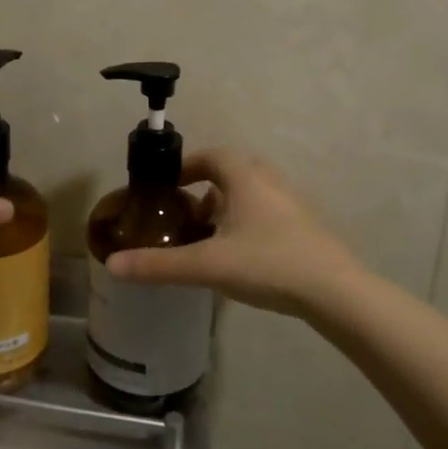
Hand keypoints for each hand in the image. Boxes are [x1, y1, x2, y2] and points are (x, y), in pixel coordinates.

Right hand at [106, 148, 365, 318]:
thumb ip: (159, 265)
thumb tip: (112, 265)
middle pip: (234, 171)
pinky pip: (269, 212)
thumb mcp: (207, 265)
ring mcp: (292, 204)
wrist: (335, 292)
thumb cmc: (267, 264)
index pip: (212, 156)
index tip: (169, 185)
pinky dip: (249, 222)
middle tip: (188, 211)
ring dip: (229, 205)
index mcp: (245, 178)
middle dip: (207, 186)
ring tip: (211, 236)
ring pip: (253, 193)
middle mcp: (270, 182)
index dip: (187, 165)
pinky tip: (242, 254)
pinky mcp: (305, 228)